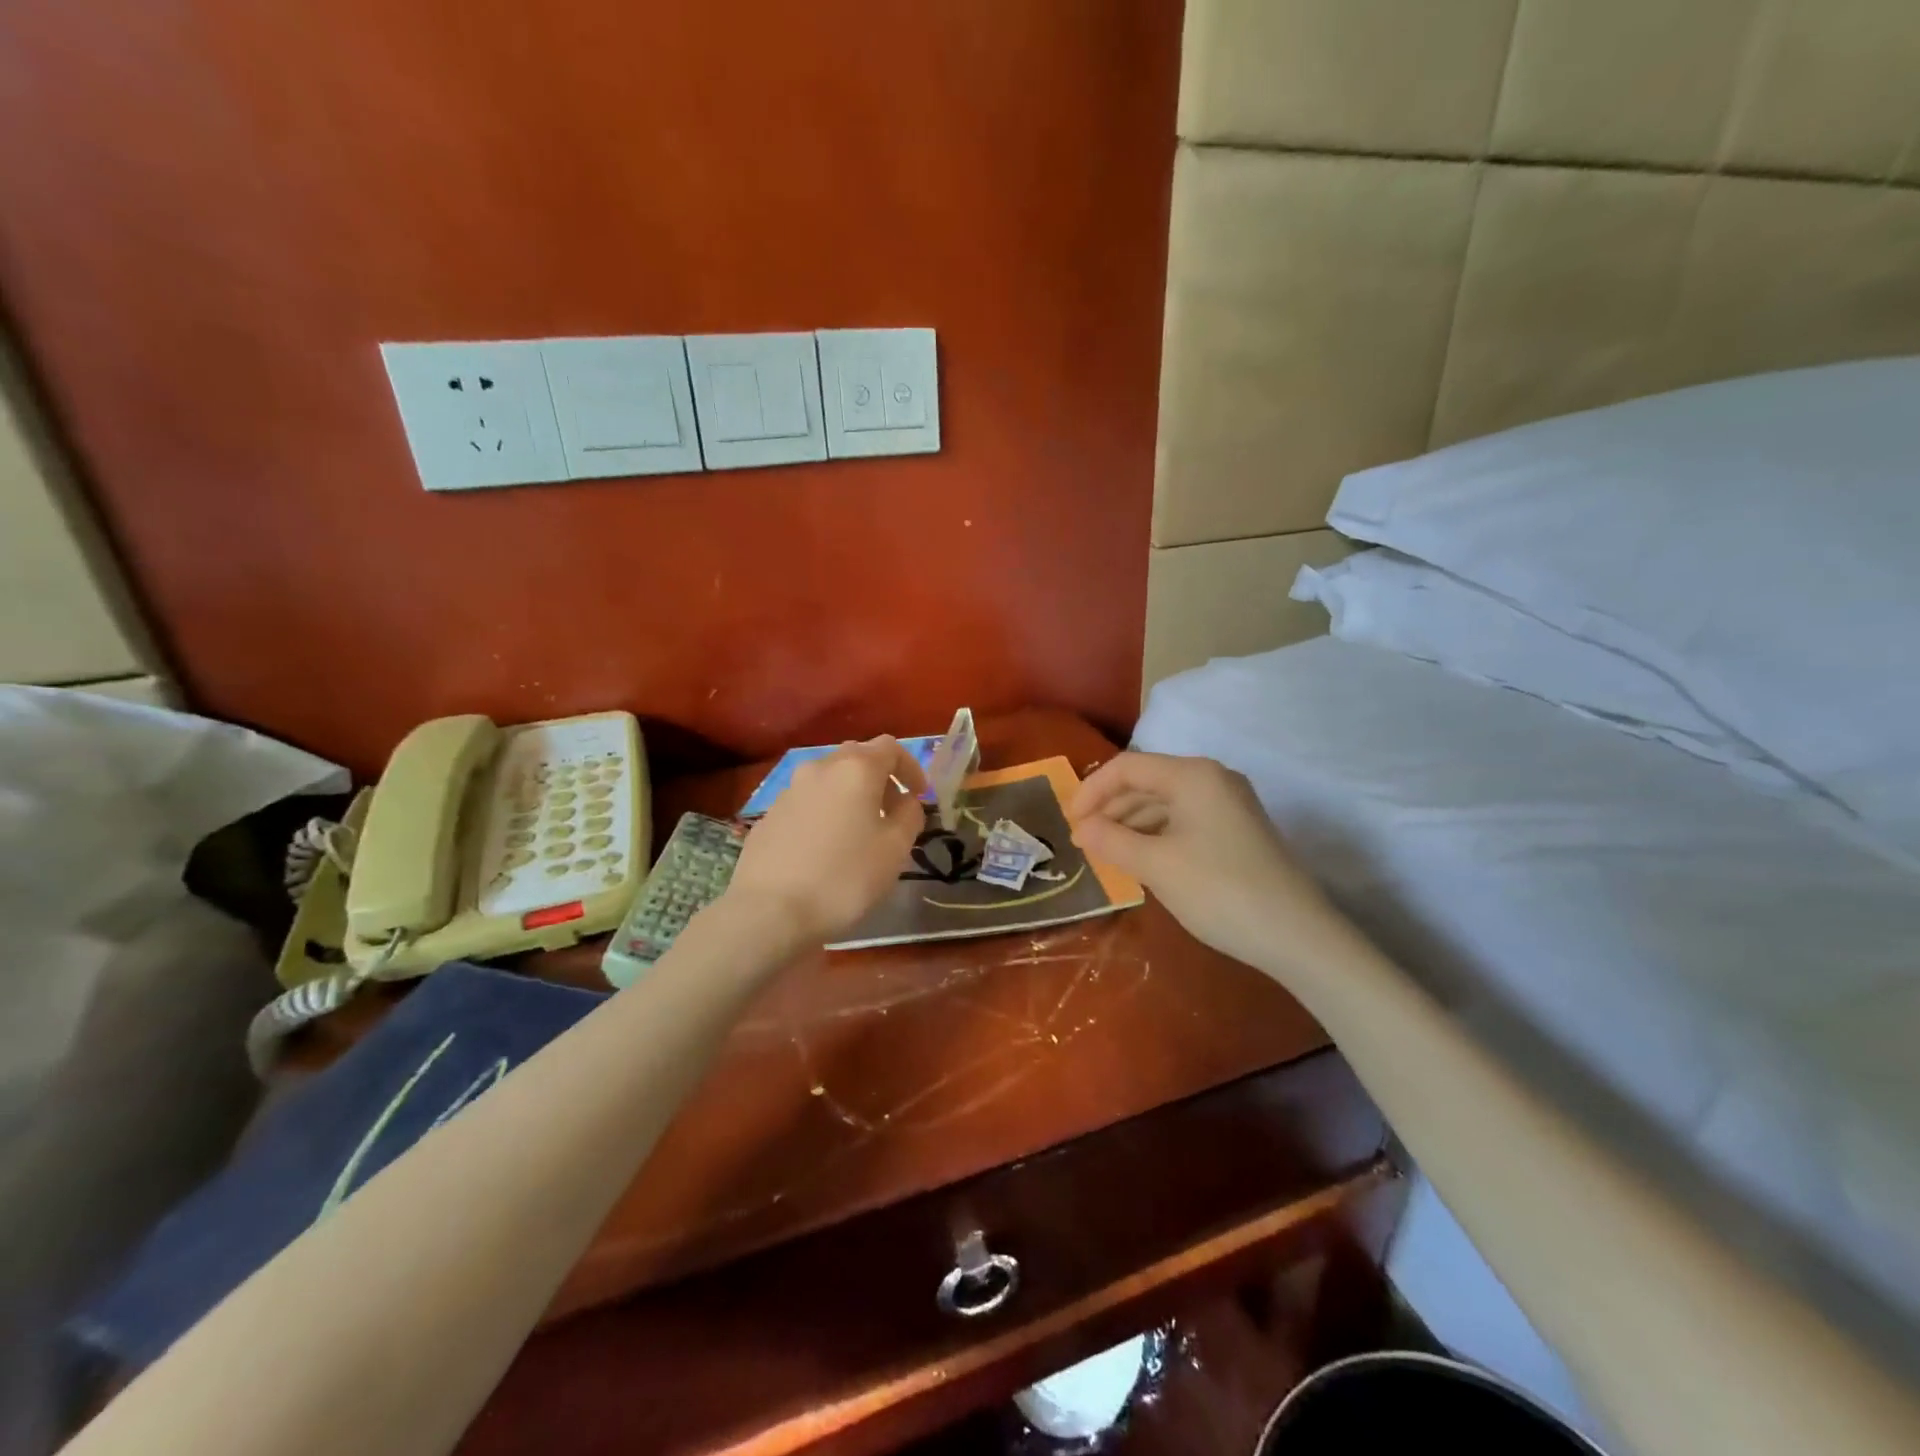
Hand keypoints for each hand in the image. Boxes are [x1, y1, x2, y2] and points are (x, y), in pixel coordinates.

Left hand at [726, 736, 927, 946]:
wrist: (770, 911)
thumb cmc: (844, 878)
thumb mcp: (895, 850)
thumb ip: (910, 816)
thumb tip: (906, 802)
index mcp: (856, 769)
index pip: (890, 747)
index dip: (910, 768)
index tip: (919, 796)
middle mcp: (820, 768)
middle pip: (857, 757)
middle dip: (880, 778)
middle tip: (891, 811)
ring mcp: (789, 790)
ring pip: (829, 778)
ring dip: (850, 794)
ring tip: (859, 830)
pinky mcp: (769, 814)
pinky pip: (807, 802)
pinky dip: (825, 811)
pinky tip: (826, 847)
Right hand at [1069, 751, 1329, 967]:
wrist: (1297, 935)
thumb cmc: (1220, 891)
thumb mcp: (1156, 866)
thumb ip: (1111, 841)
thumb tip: (1080, 828)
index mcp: (1192, 775)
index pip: (1127, 767)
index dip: (1091, 790)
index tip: (1069, 823)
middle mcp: (1212, 779)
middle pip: (1146, 781)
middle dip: (1110, 808)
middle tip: (1083, 841)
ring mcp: (1228, 804)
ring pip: (1164, 802)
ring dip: (1130, 823)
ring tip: (1105, 853)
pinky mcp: (1236, 829)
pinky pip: (1183, 820)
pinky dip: (1155, 835)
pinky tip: (1140, 859)